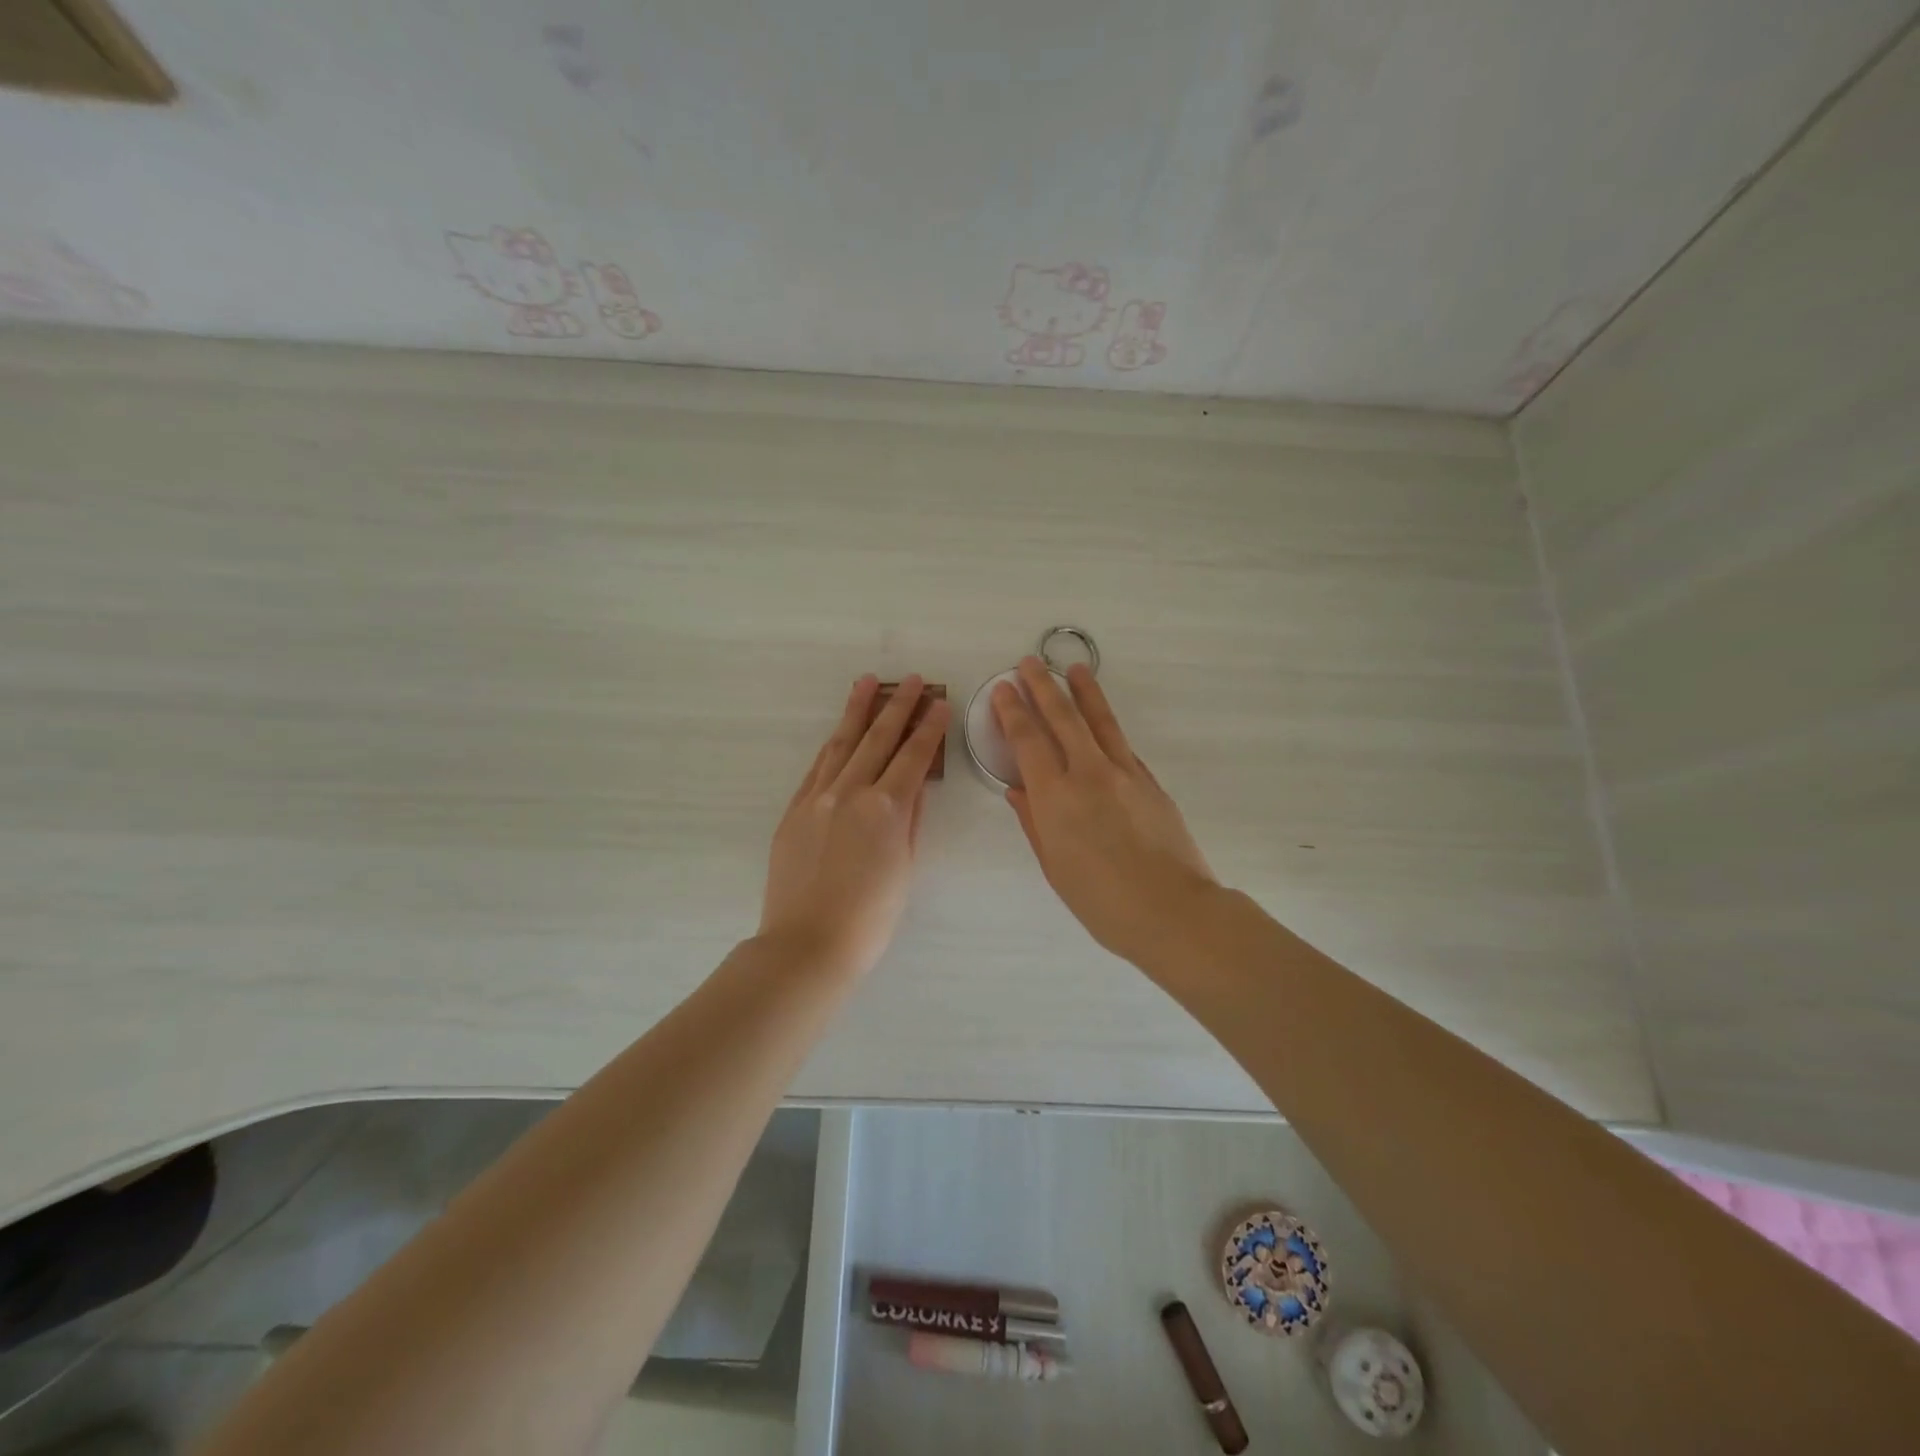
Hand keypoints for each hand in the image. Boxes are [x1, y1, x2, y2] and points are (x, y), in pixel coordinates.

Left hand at [759, 675, 949, 974]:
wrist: (807, 944)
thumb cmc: (869, 918)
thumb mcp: (904, 869)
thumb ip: (909, 822)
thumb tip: (914, 789)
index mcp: (886, 809)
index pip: (913, 757)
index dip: (929, 728)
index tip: (939, 703)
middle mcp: (851, 792)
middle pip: (877, 739)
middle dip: (897, 706)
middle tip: (910, 680)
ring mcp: (817, 798)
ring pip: (841, 743)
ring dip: (857, 711)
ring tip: (867, 683)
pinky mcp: (795, 810)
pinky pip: (817, 767)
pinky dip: (832, 745)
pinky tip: (839, 732)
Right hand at [993, 658, 1218, 966]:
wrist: (1172, 910)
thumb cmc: (1102, 901)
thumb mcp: (1055, 866)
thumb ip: (1034, 822)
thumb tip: (1018, 791)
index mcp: (1056, 797)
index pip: (1028, 740)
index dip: (1013, 711)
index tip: (1003, 688)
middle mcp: (1088, 773)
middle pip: (1062, 718)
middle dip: (1042, 686)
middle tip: (1029, 663)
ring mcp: (1124, 773)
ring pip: (1099, 721)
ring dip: (1083, 691)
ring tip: (1074, 669)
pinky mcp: (1150, 781)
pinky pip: (1122, 744)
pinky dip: (1107, 725)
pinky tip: (1102, 719)